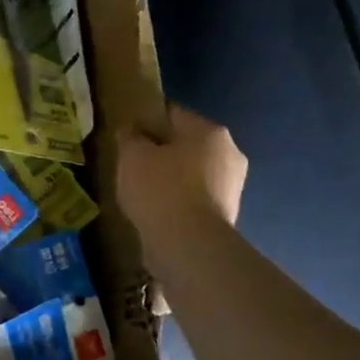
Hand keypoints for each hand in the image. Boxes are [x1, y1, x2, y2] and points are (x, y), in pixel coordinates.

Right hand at [117, 105, 248, 250]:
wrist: (188, 245)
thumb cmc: (160, 190)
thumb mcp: (132, 156)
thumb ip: (130, 137)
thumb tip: (131, 129)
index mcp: (210, 131)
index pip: (173, 114)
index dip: (147, 120)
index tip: (128, 133)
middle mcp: (229, 153)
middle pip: (187, 144)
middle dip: (162, 151)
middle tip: (133, 163)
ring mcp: (231, 187)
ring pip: (192, 173)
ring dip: (171, 178)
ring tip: (141, 190)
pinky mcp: (226, 215)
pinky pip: (194, 198)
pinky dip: (177, 201)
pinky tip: (156, 210)